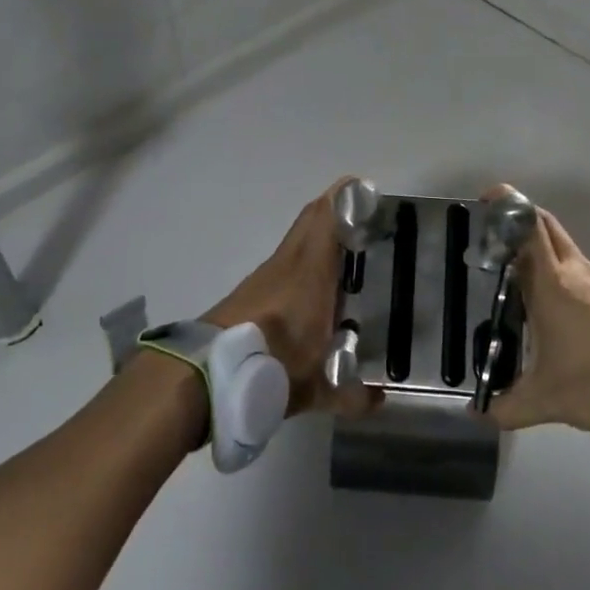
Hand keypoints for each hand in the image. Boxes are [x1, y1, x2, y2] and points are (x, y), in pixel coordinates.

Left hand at [203, 179, 379, 417]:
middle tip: (360, 212)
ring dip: (318, 232)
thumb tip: (381, 401)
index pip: (328, 219)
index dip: (345, 199)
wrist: (208, 371)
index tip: (365, 188)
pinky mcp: (251, 289)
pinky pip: (285, 260)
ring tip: (344, 247)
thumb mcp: (317, 386)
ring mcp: (266, 274)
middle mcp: (289, 263)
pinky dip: (302, 258)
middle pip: (311, 218)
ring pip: (296, 238)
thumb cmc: (272, 365)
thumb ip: (351, 393)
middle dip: (335, 207)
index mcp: (311, 272)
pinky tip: (313, 285)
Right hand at [483, 194, 589, 434]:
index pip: (528, 227)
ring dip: (546, 252)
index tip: (489, 200)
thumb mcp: (548, 400)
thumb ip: (508, 407)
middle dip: (523, 219)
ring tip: (526, 279)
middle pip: (548, 226)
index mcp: (553, 283)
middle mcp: (579, 271)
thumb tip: (476, 415)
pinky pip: (589, 274)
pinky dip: (569, 276)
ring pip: (569, 250)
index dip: (508, 206)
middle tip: (500, 234)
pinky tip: (566, 311)